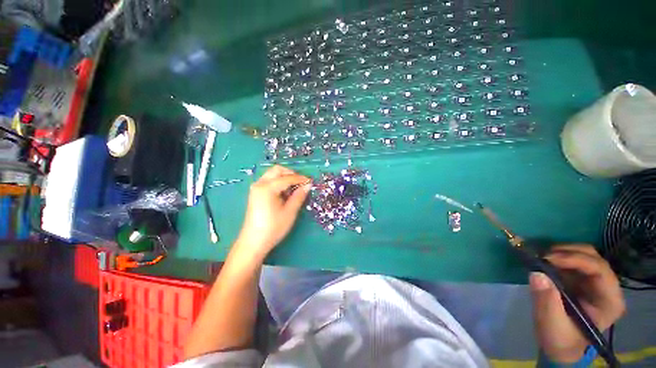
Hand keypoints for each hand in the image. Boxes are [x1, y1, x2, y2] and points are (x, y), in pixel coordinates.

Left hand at [234, 165, 309, 259]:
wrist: (253, 242)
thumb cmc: (273, 228)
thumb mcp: (290, 212)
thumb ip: (299, 196)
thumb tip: (308, 185)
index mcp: (267, 188)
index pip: (287, 178)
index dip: (300, 179)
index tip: (310, 182)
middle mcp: (259, 184)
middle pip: (277, 170)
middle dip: (291, 174)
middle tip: (301, 183)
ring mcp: (256, 188)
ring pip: (272, 174)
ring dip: (284, 177)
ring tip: (294, 188)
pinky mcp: (256, 193)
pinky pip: (269, 181)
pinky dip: (279, 182)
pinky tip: (285, 193)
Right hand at [529, 244, 624, 362]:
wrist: (560, 345)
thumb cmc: (561, 339)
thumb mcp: (552, 325)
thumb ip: (547, 302)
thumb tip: (536, 274)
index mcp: (609, 301)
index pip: (600, 270)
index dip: (576, 260)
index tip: (547, 258)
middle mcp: (606, 287)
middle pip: (593, 257)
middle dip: (567, 252)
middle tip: (542, 255)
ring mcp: (594, 282)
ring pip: (584, 254)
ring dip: (562, 252)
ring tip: (541, 257)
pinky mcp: (581, 279)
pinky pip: (572, 259)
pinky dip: (558, 256)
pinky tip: (544, 260)